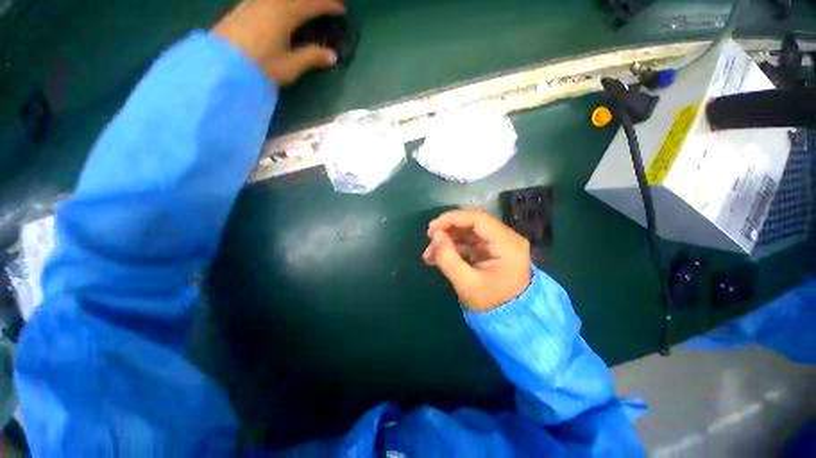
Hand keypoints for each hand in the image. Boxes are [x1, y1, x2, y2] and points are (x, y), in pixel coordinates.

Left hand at [213, 0, 344, 84]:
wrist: (220, 65)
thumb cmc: (260, 67)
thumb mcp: (289, 66)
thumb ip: (311, 57)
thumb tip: (333, 55)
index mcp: (284, 14)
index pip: (312, 4)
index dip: (328, 5)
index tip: (341, 9)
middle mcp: (270, 2)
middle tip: (325, 3)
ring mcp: (254, 2)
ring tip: (306, 5)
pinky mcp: (244, 7)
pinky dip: (283, 1)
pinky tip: (282, 6)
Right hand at [423, 209, 530, 311]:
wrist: (512, 321)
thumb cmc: (492, 305)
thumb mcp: (466, 284)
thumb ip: (448, 258)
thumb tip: (436, 236)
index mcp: (507, 244)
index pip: (477, 219)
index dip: (451, 219)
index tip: (431, 229)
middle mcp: (507, 238)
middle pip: (473, 223)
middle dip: (448, 230)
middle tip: (429, 241)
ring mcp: (501, 243)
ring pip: (469, 232)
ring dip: (448, 239)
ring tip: (429, 255)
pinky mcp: (493, 250)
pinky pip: (471, 242)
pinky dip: (454, 247)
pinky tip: (439, 257)